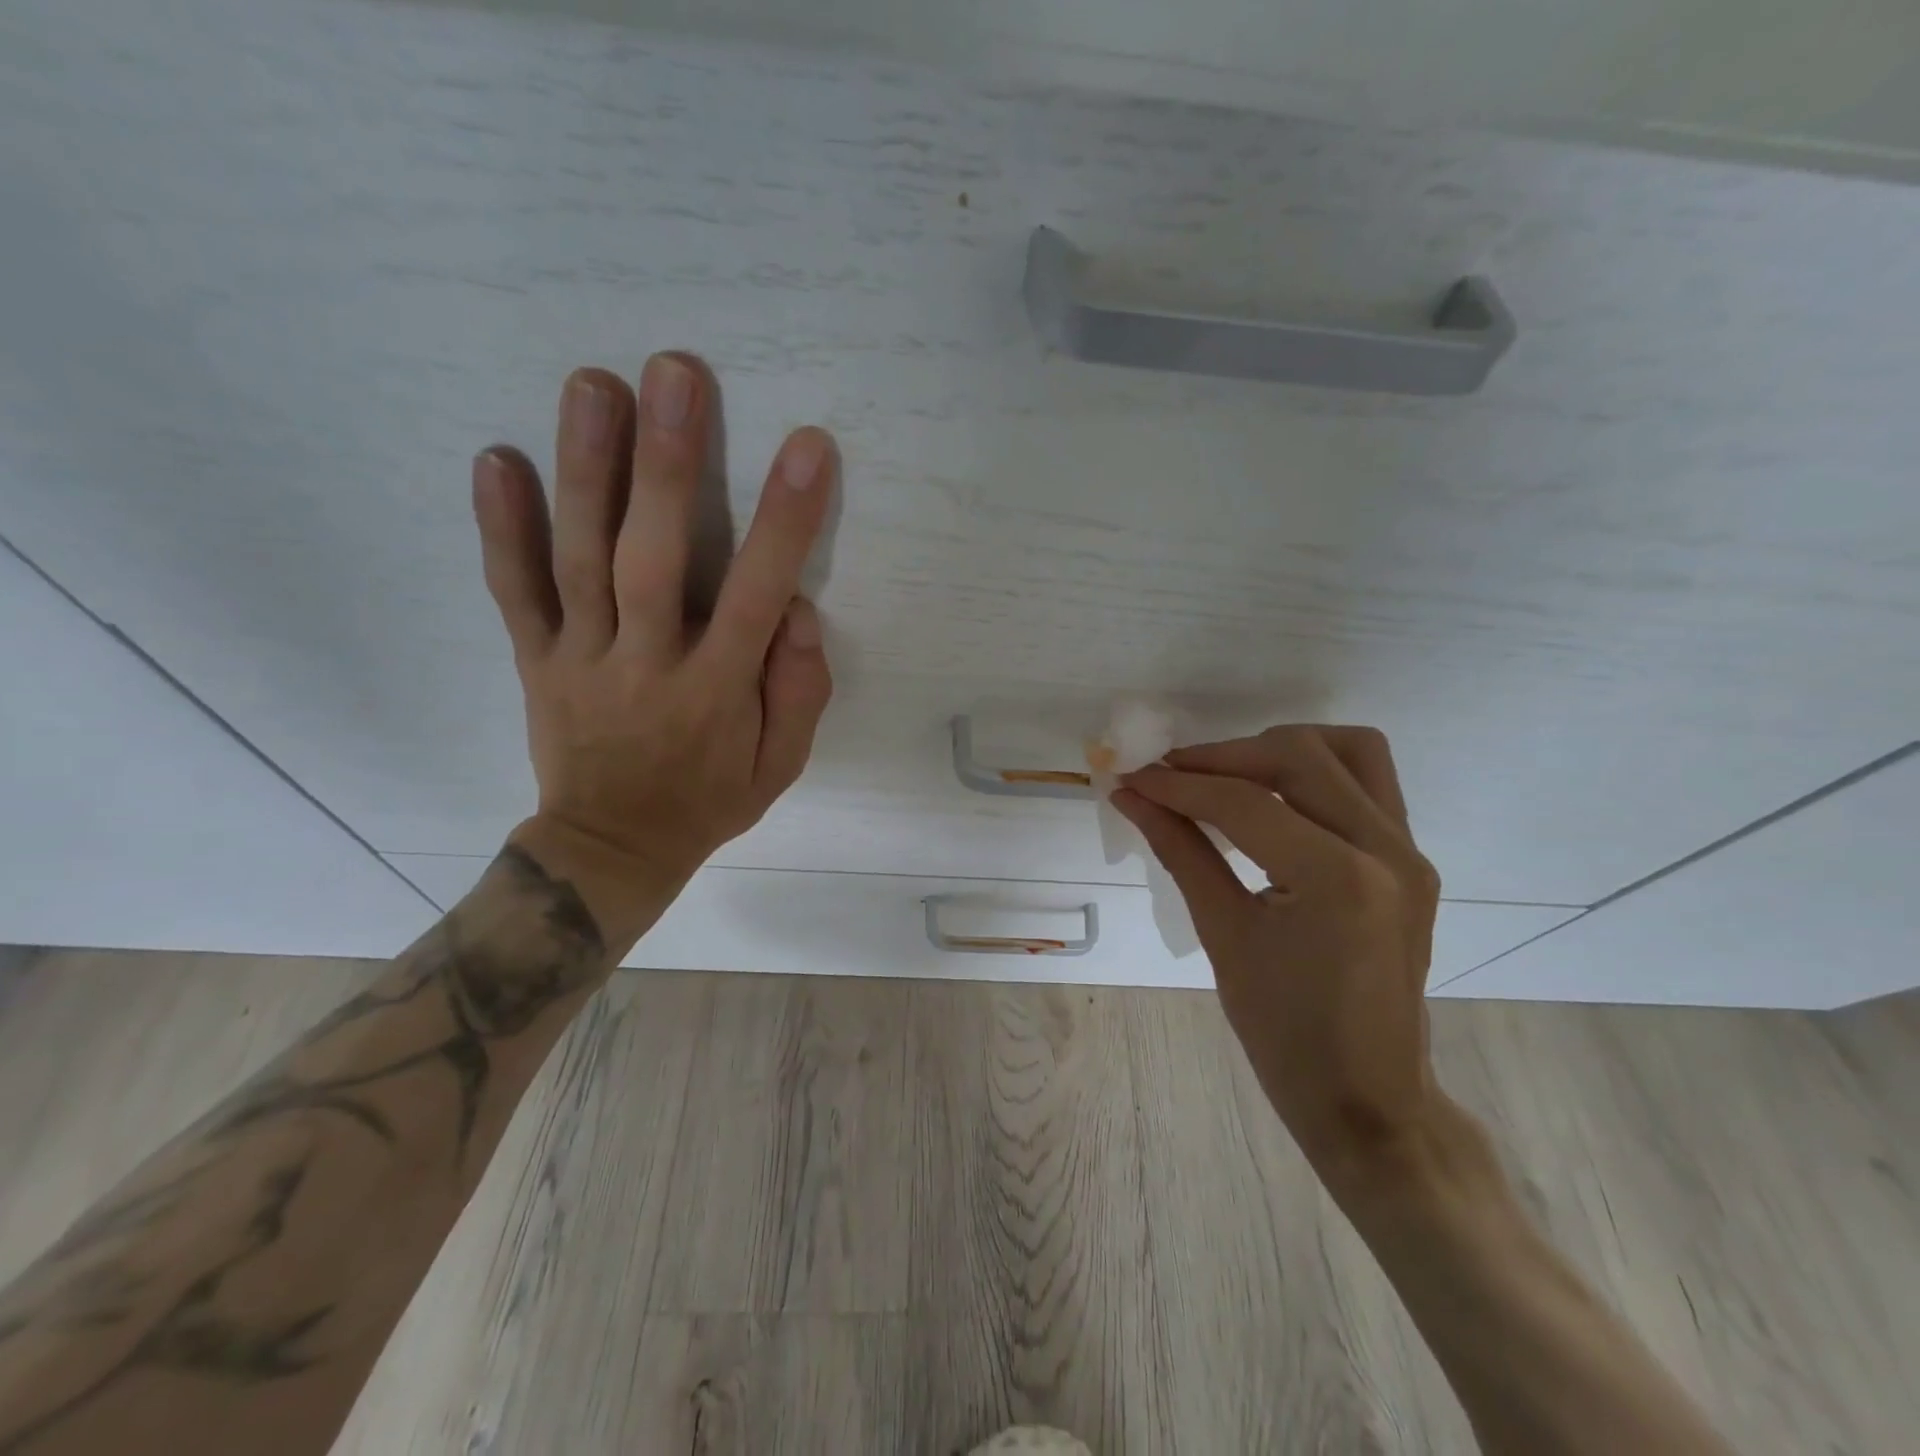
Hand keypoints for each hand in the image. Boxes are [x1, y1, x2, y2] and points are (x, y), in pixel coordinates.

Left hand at [471, 354, 834, 947]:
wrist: (611, 849)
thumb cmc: (708, 801)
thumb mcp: (780, 766)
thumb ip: (799, 692)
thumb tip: (799, 612)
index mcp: (715, 692)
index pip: (755, 595)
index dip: (784, 522)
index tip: (807, 449)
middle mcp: (646, 665)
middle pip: (651, 558)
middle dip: (667, 465)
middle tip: (676, 373)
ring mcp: (581, 660)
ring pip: (579, 560)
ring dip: (585, 469)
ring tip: (593, 384)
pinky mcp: (535, 661)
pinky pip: (515, 593)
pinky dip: (500, 529)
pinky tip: (496, 459)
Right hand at [1113, 726, 1441, 1183]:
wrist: (1368, 1098)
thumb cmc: (1284, 1033)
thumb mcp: (1223, 936)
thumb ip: (1180, 851)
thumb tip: (1131, 796)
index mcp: (1338, 879)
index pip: (1244, 803)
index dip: (1178, 785)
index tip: (1131, 776)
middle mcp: (1386, 850)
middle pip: (1299, 756)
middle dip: (1224, 756)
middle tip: (1171, 775)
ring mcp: (1409, 852)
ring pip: (1346, 751)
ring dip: (1277, 750)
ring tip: (1224, 776)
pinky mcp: (1410, 859)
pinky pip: (1366, 782)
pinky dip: (1311, 772)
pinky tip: (1268, 798)